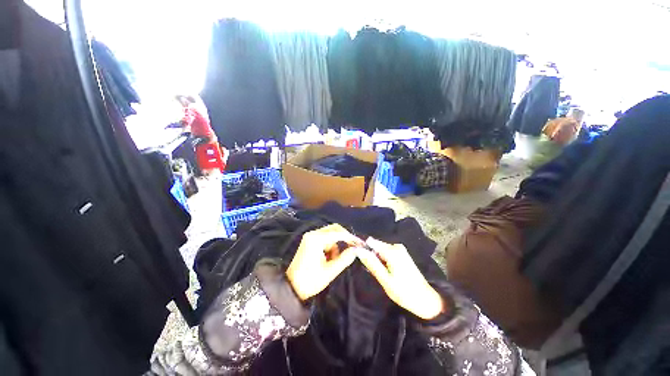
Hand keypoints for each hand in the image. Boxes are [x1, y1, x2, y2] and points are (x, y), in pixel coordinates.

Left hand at [286, 224, 359, 300]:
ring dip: (336, 244)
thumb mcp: (330, 271)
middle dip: (344, 238)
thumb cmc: (310, 280)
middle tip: (352, 248)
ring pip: (330, 234)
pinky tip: (328, 258)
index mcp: (316, 239)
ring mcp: (310, 237)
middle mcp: (313, 234)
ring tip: (333, 261)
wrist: (291, 287)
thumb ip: (344, 259)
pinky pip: (325, 239)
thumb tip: (356, 250)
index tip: (360, 244)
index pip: (338, 233)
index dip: (351, 238)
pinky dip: (330, 246)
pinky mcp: (310, 241)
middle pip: (334, 229)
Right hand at [356, 237, 443, 319]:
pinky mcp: (401, 253)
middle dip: (370, 254)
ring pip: (380, 249)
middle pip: (375, 245)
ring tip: (376, 272)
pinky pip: (386, 252)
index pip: (370, 241)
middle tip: (369, 270)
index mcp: (392, 251)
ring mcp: (399, 249)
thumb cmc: (404, 293)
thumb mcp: (385, 280)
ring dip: (375, 258)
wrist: (426, 300)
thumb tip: (358, 250)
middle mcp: (396, 246)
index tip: (356, 257)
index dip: (362, 247)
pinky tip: (384, 270)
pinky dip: (382, 260)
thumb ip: (372, 263)